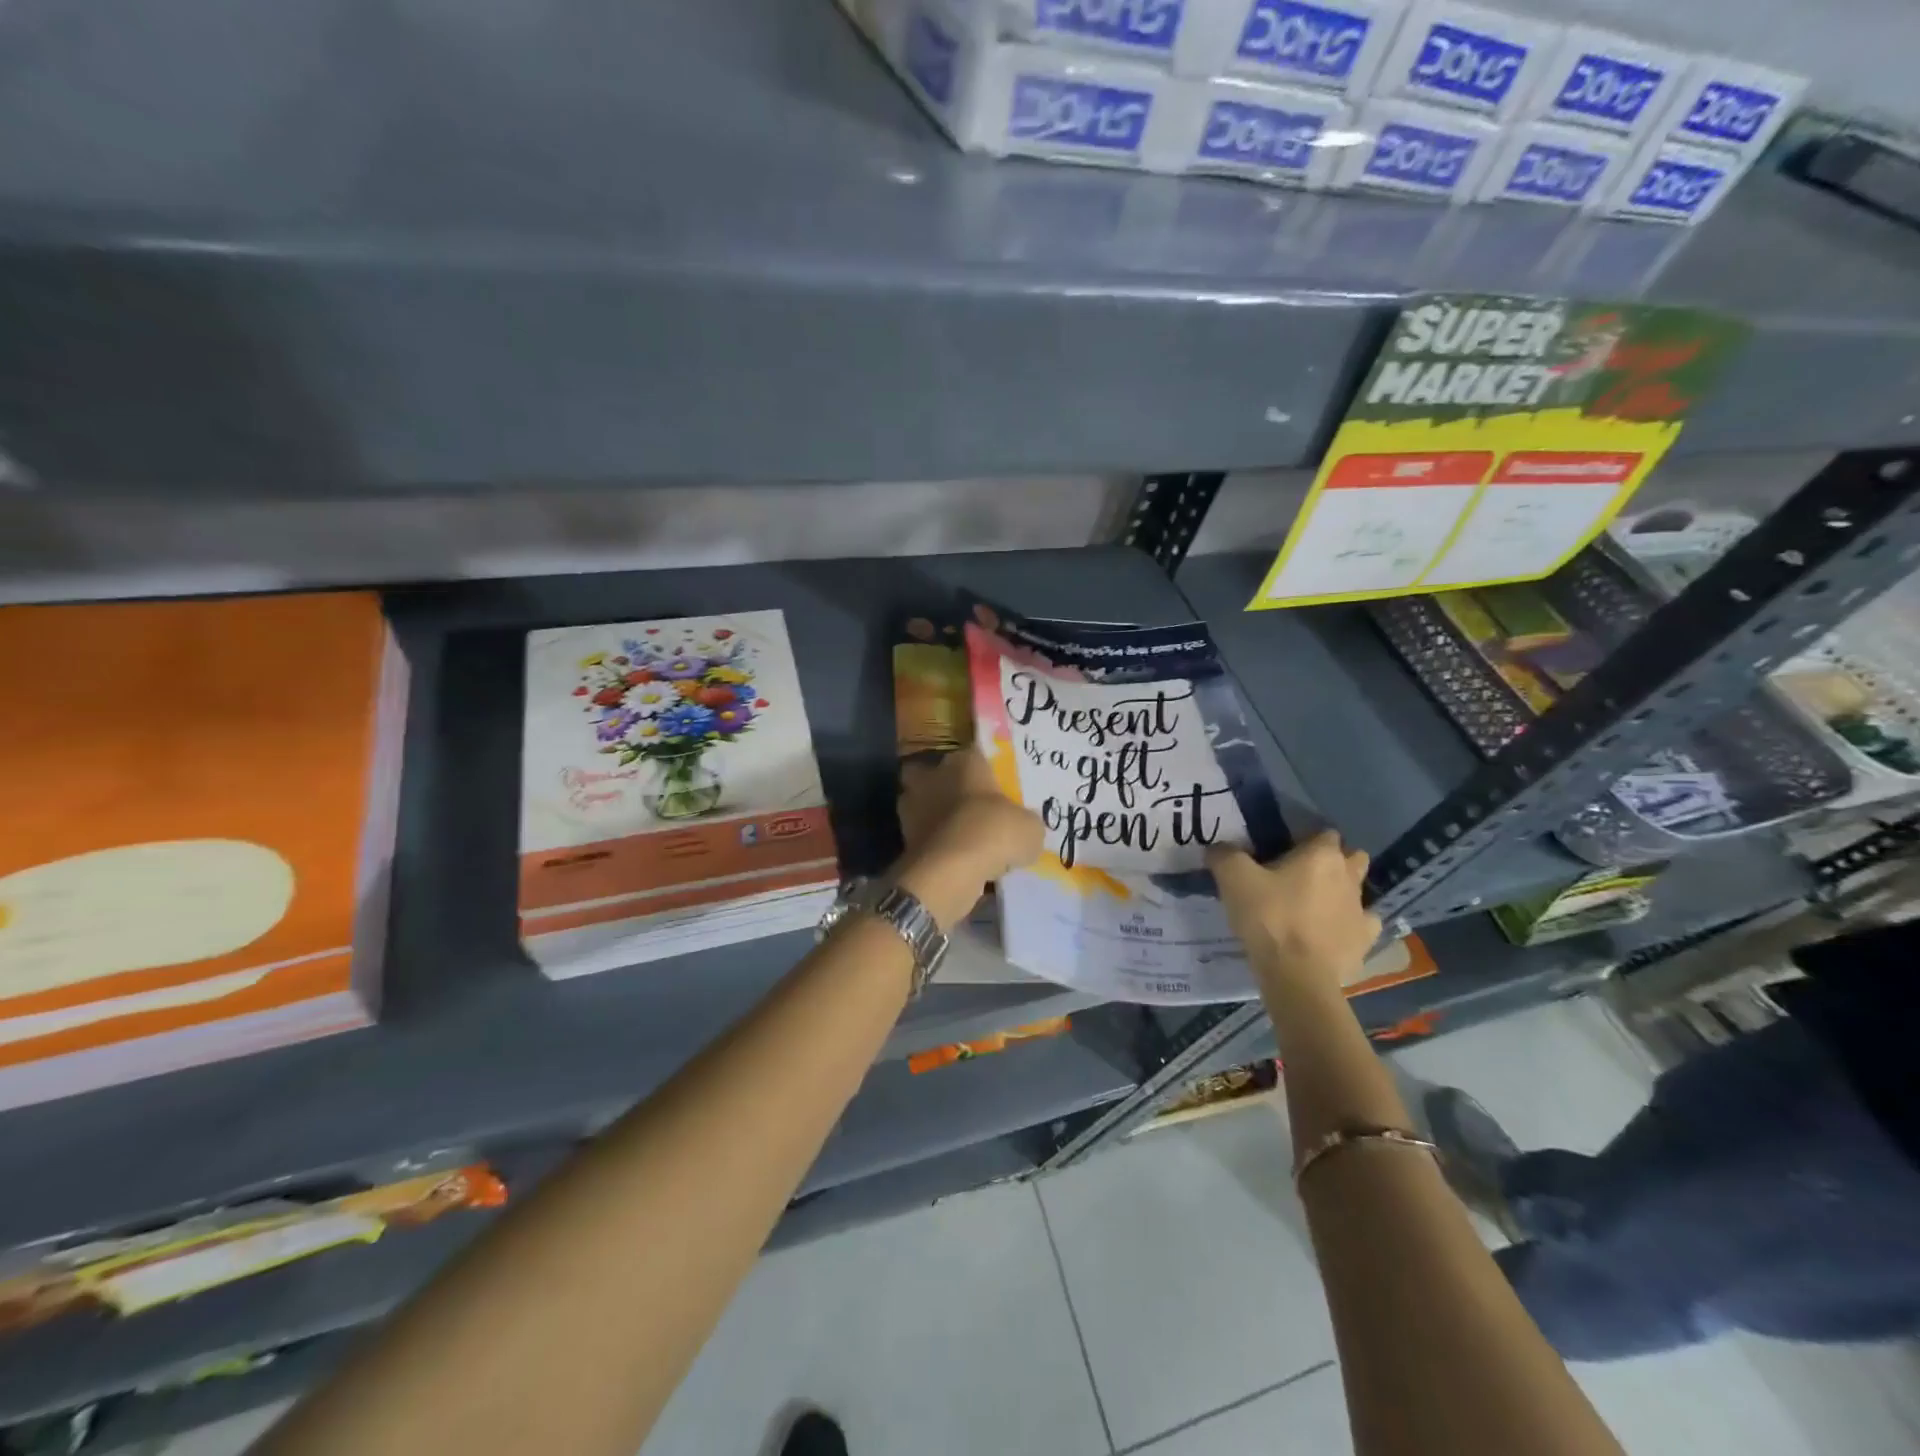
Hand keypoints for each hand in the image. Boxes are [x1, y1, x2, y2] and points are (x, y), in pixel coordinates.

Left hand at [895, 752, 1044, 929]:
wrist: (950, 870)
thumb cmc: (993, 832)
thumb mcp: (1030, 827)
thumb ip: (1025, 821)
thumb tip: (1022, 827)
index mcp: (964, 761)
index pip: (975, 755)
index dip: (985, 771)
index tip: (996, 788)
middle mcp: (933, 775)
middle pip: (935, 774)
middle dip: (945, 787)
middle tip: (969, 808)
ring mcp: (911, 806)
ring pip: (922, 805)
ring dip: (934, 817)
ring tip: (959, 838)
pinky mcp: (903, 836)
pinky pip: (921, 836)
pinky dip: (932, 844)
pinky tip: (951, 860)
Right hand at [1208, 831, 1381, 994]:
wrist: (1296, 974)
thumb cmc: (1268, 917)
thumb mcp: (1233, 878)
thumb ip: (1224, 855)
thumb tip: (1218, 847)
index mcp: (1322, 855)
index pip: (1324, 833)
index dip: (1306, 839)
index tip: (1285, 851)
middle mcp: (1349, 876)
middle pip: (1352, 857)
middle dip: (1334, 862)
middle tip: (1303, 875)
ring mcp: (1362, 909)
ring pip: (1358, 891)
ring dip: (1342, 893)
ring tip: (1315, 906)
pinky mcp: (1366, 941)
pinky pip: (1363, 924)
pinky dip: (1350, 925)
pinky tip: (1331, 932)